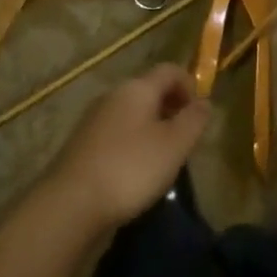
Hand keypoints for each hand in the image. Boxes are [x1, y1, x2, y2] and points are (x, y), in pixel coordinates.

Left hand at [46, 65, 211, 230]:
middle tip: (185, 141)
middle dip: (172, 110)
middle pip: (150, 91)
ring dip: (153, 129)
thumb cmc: (131, 169)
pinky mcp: (83, 145)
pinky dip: (133, 145)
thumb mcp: (175, 144)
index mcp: (137, 88)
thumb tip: (205, 102)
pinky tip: (137, 173)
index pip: (170, 70)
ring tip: (164, 161)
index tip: (200, 117)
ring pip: (133, 114)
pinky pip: (117, 134)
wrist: (70, 205)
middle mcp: (113, 96)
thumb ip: (194, 120)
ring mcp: (94, 120)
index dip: (191, 86)